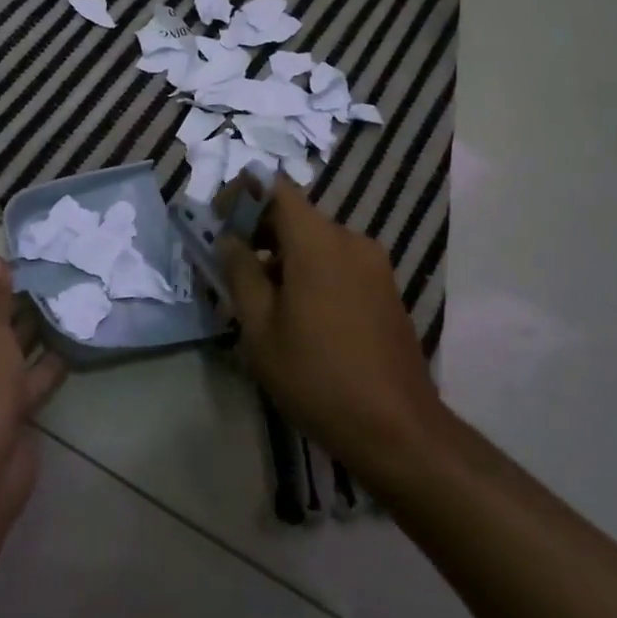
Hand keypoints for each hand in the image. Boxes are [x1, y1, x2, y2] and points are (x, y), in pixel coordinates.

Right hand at [215, 177, 441, 476]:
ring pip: (318, 241)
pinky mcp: (386, 289)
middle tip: (233, 269)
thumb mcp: (260, 329)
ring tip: (263, 300)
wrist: (397, 428)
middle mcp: (351, 240)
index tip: (219, 225)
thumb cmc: (317, 376)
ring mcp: (375, 265)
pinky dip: (312, 271)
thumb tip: (229, 239)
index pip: (275, 188)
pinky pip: (339, 262)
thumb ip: (240, 273)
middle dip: (260, 231)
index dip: (242, 196)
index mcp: (318, 241)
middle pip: (296, 215)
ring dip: (285, 255)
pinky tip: (300, 315)